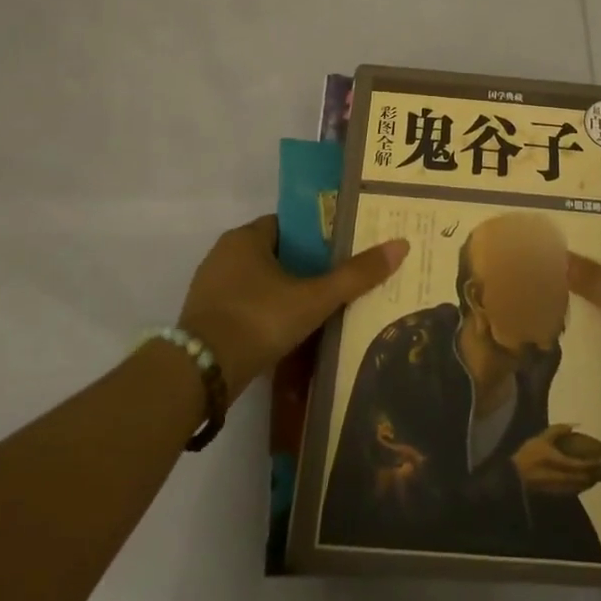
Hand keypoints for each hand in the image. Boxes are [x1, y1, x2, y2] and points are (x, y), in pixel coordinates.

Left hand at [177, 215, 407, 393]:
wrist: (199, 374)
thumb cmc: (258, 320)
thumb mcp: (314, 298)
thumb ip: (356, 275)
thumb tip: (402, 245)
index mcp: (246, 237)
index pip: (288, 226)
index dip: (314, 238)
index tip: (338, 254)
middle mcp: (223, 254)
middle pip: (272, 253)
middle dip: (299, 267)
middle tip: (332, 284)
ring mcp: (208, 288)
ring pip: (255, 282)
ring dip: (279, 293)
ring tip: (313, 312)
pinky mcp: (201, 319)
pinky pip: (240, 307)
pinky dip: (260, 315)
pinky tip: (282, 335)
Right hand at [511, 423, 599, 496]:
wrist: (517, 477)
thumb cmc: (529, 454)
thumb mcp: (542, 438)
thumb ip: (559, 430)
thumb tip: (575, 425)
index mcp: (560, 462)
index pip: (584, 465)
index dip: (597, 462)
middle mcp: (565, 478)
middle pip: (587, 478)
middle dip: (598, 472)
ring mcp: (563, 488)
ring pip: (584, 485)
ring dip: (593, 479)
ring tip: (600, 470)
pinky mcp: (560, 493)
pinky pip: (577, 489)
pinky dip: (585, 483)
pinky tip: (586, 478)